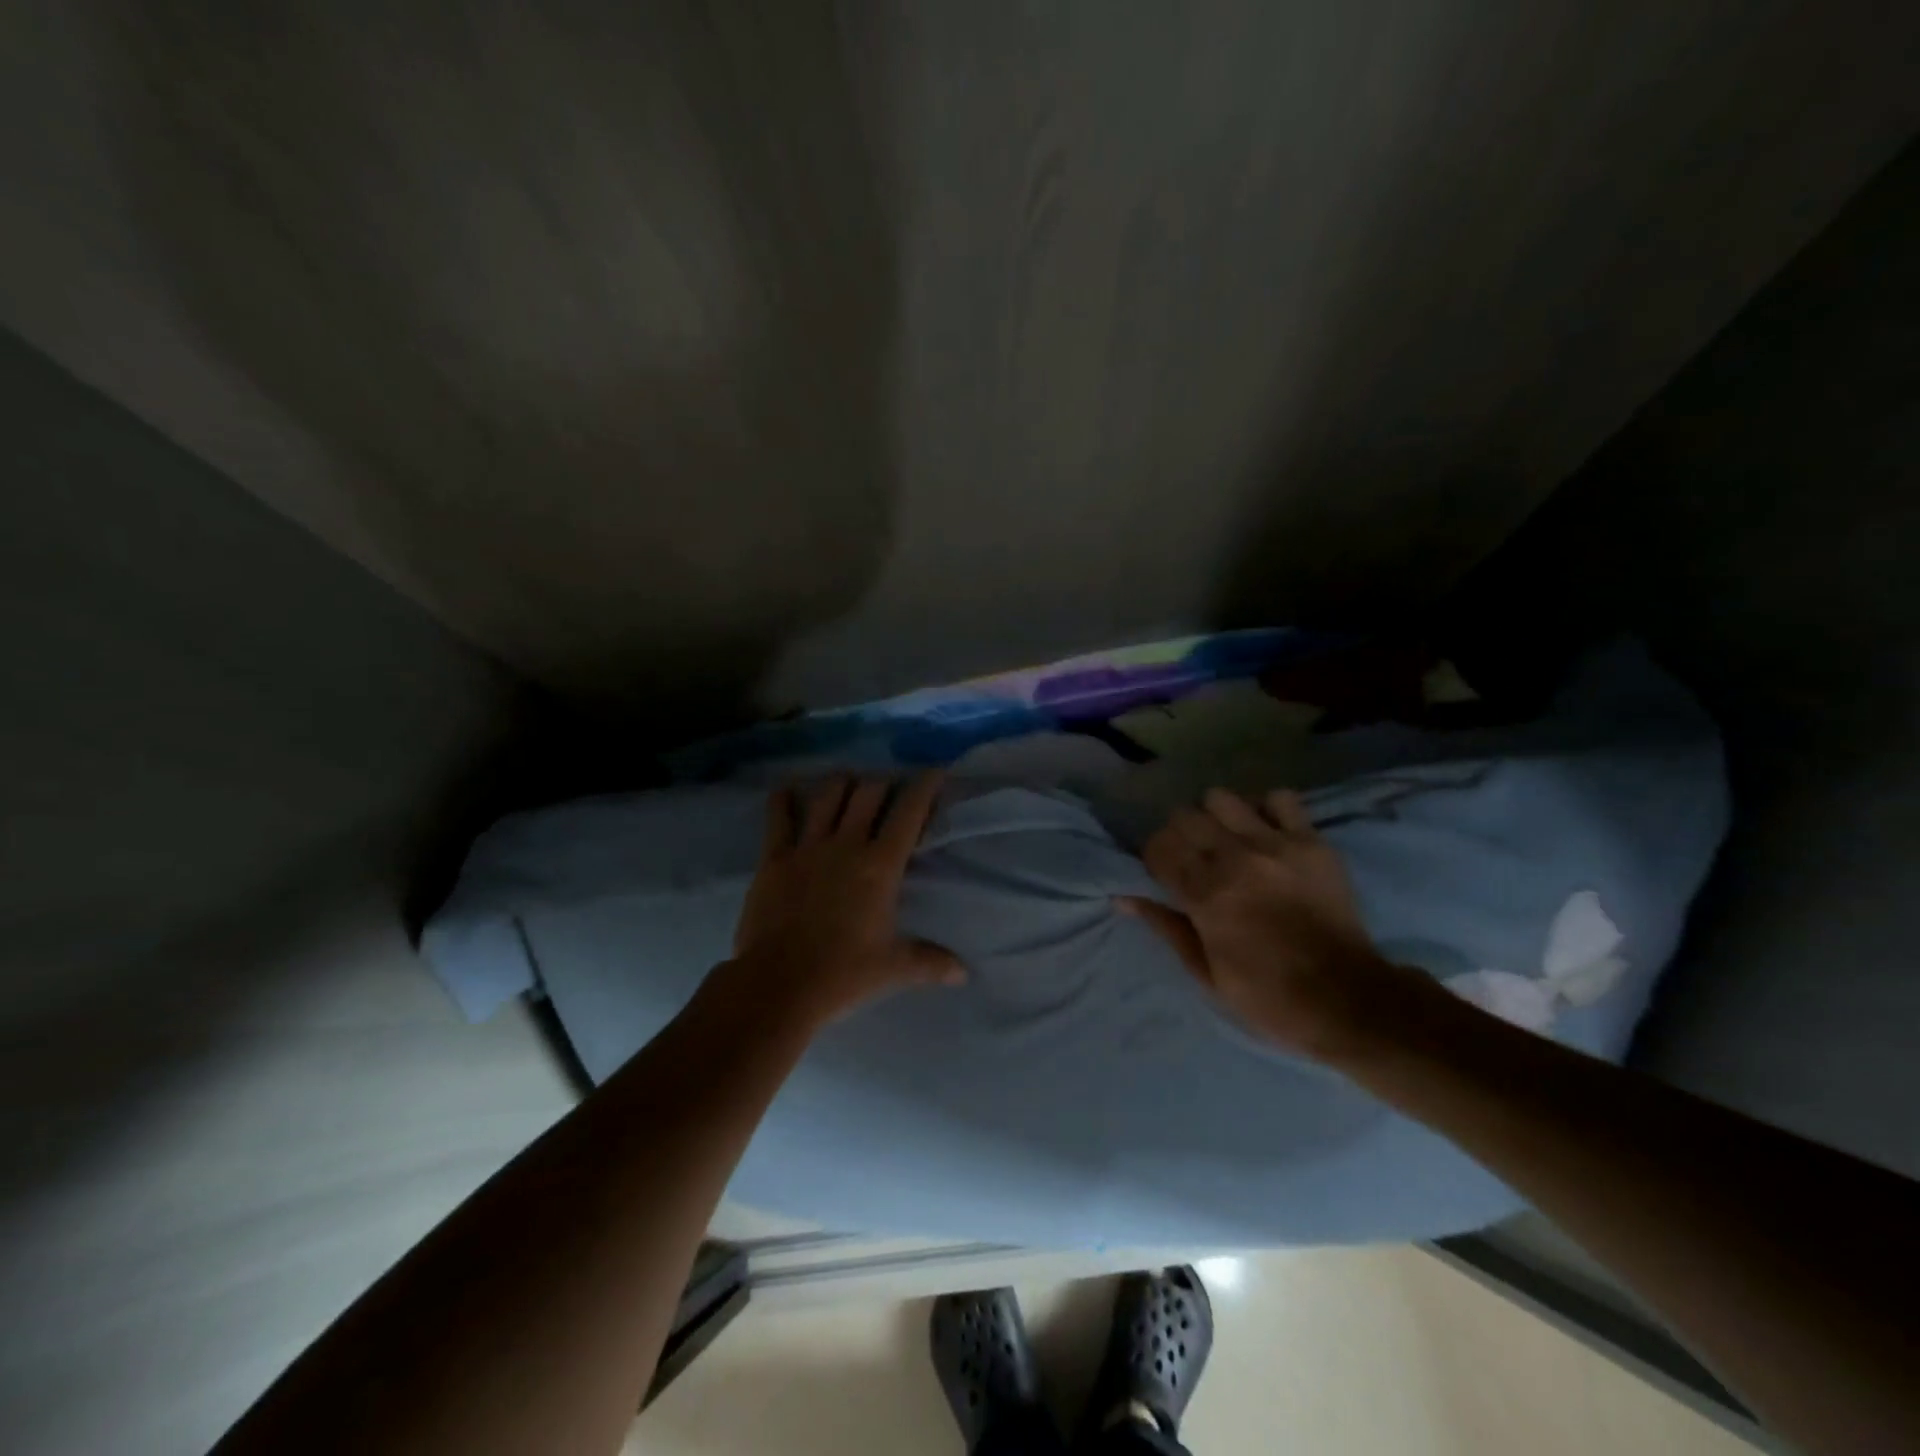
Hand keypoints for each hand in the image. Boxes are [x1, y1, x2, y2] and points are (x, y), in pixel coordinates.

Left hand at [711, 773, 965, 1032]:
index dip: (924, 786)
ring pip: (827, 795)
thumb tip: (963, 973)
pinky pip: (778, 815)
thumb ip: (930, 962)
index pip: (908, 812)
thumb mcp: (893, 968)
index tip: (934, 772)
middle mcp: (846, 844)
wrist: (779, 985)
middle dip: (883, 782)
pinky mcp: (774, 857)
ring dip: (841, 782)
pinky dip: (784, 798)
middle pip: (868, 792)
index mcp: (880, 866)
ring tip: (848, 782)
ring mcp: (807, 847)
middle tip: (889, 787)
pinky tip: (789, 790)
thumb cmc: (843, 974)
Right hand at [1120, 787, 1420, 1061]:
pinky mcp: (1311, 841)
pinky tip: (1266, 831)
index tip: (1162, 871)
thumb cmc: (1269, 996)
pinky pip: (1280, 798)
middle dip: (1179, 834)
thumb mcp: (1206, 973)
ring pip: (1222, 798)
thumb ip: (1166, 927)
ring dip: (1215, 816)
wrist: (1349, 999)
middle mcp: (1234, 861)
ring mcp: (1275, 846)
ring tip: (1227, 839)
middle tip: (1193, 857)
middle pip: (1184, 816)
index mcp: (1205, 897)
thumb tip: (1123, 898)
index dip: (1153, 857)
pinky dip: (1266, 809)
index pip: (1158, 848)